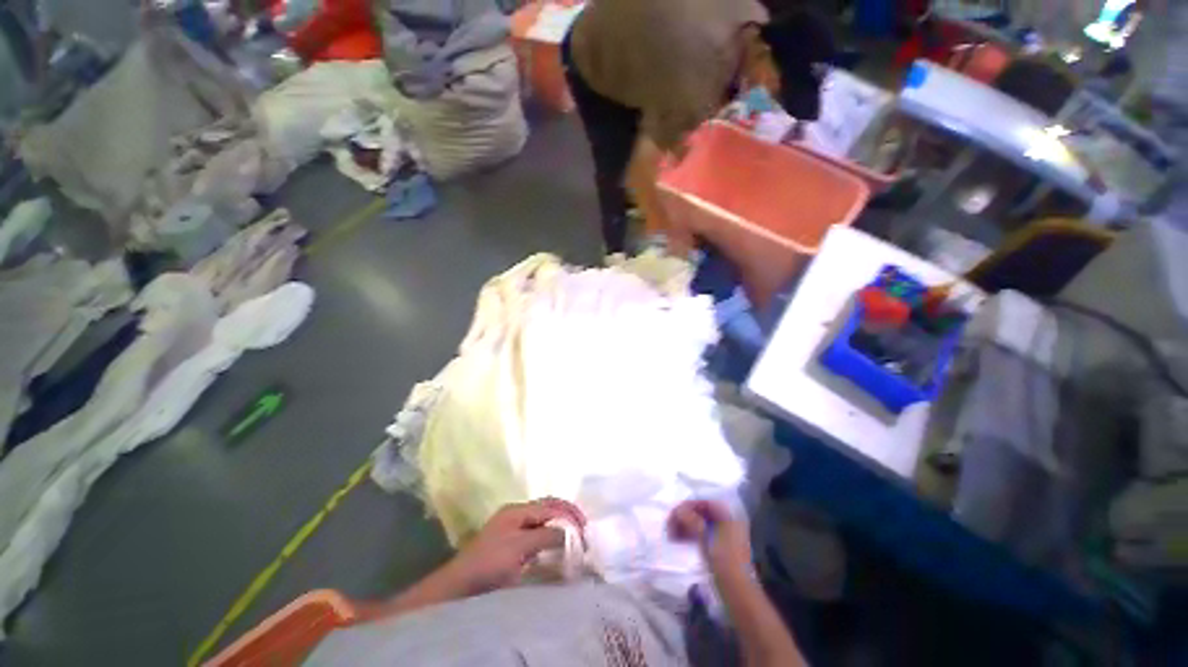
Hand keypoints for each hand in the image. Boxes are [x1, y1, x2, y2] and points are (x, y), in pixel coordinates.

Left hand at [444, 498, 585, 595]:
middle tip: (583, 528)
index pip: (550, 505)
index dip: (569, 514)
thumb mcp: (520, 547)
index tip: (585, 527)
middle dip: (566, 515)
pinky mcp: (510, 543)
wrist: (460, 585)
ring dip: (559, 525)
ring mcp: (512, 527)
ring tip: (574, 536)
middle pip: (547, 507)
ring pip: (543, 520)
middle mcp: (516, 514)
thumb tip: (569, 532)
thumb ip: (545, 535)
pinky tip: (556, 546)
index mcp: (518, 510)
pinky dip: (549, 536)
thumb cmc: (490, 562)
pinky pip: (536, 533)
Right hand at [668, 500, 751, 578]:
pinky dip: (689, 535)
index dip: (688, 506)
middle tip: (669, 526)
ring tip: (671, 536)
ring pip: (699, 523)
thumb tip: (678, 509)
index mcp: (729, 515)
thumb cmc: (725, 562)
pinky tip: (678, 540)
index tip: (673, 514)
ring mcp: (722, 535)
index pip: (704, 503)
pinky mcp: (718, 547)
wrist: (738, 593)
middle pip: (701, 512)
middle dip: (684, 517)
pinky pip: (701, 534)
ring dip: (684, 526)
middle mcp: (727, 521)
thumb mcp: (707, 538)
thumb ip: (692, 521)